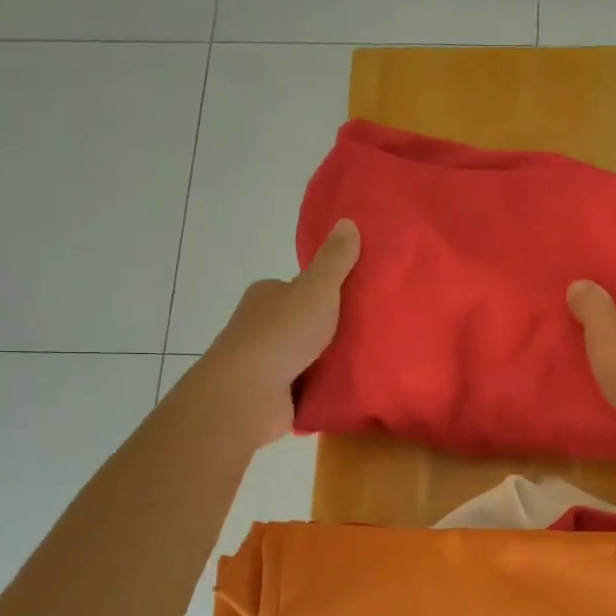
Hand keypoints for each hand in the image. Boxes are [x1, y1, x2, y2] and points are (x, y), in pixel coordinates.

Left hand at [206, 219, 360, 444]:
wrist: (248, 393)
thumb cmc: (282, 334)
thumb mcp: (317, 290)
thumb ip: (335, 261)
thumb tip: (348, 221)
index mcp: (266, 295)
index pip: (298, 288)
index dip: (324, 294)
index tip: (353, 303)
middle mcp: (259, 325)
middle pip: (302, 322)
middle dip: (327, 330)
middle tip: (367, 334)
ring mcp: (263, 362)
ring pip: (303, 356)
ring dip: (326, 361)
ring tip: (364, 363)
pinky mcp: (270, 394)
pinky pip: (303, 386)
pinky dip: (320, 388)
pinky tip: (345, 389)